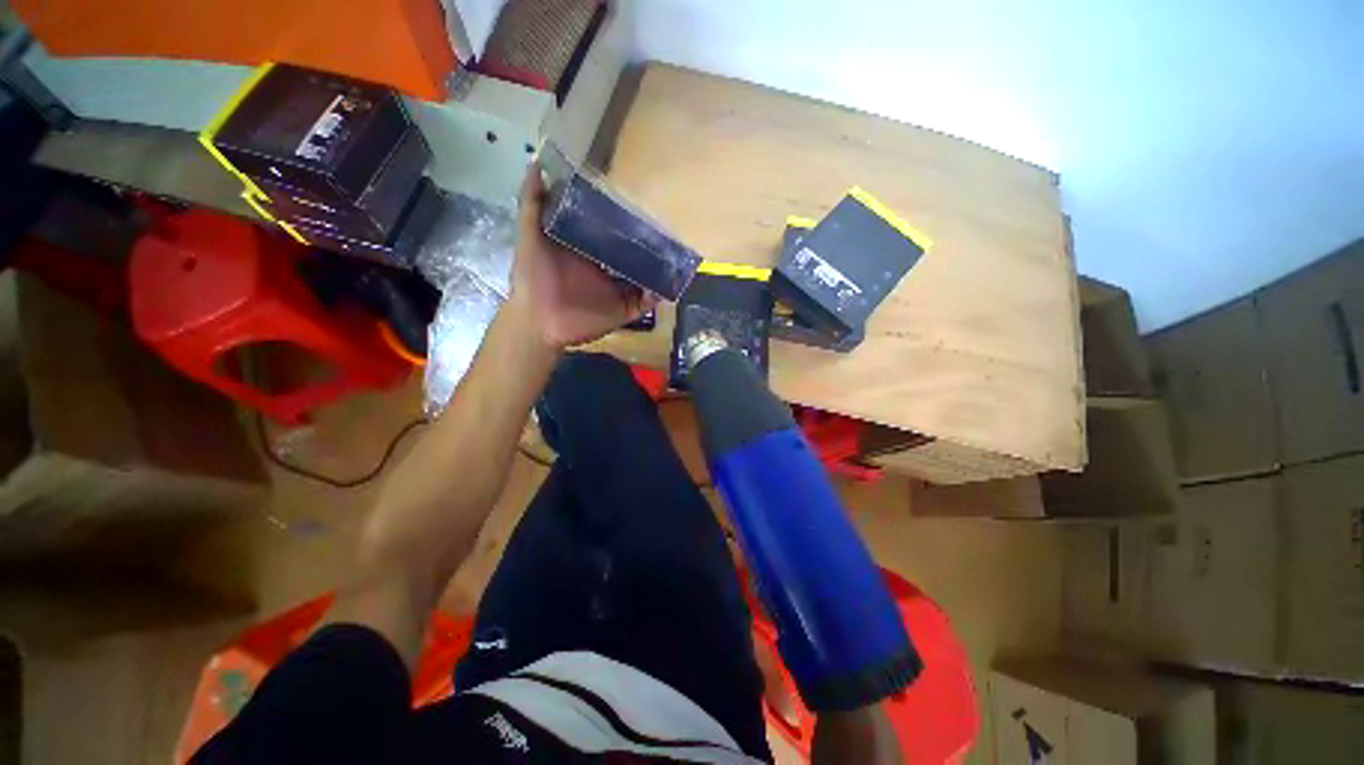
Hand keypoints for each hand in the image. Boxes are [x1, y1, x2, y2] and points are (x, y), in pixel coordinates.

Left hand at [508, 163, 652, 349]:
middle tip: (668, 228)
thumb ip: (533, 203)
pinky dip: (657, 295)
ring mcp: (617, 290)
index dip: (625, 219)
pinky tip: (667, 284)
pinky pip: (646, 302)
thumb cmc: (533, 278)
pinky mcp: (624, 310)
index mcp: (588, 250)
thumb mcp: (530, 236)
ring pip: (644, 277)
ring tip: (677, 256)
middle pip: (632, 254)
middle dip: (649, 244)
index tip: (642, 201)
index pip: (611, 231)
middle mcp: (606, 268)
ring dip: (659, 269)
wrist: (538, 322)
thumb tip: (536, 161)